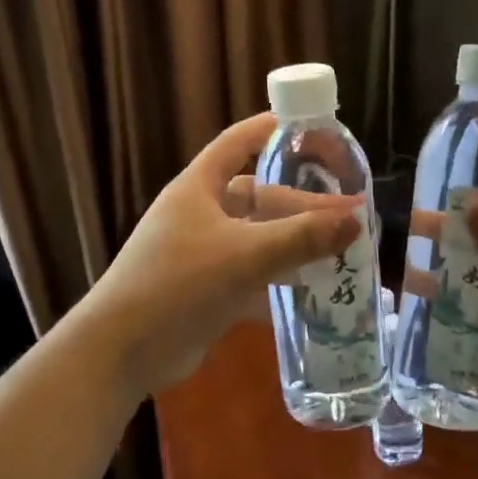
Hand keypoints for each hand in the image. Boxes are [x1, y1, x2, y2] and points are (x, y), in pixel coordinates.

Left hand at [84, 112, 360, 396]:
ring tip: (340, 249)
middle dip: (303, 205)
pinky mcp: (207, 289)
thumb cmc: (178, 284)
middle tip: (349, 216)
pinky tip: (313, 290)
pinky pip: (252, 274)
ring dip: (295, 243)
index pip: (238, 142)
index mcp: (199, 188)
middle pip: (260, 197)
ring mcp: (203, 253)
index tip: (312, 127)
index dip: (271, 129)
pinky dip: (279, 279)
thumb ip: (301, 238)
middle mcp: (200, 214)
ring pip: (259, 237)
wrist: (122, 351)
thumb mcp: (244, 256)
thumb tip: (355, 220)